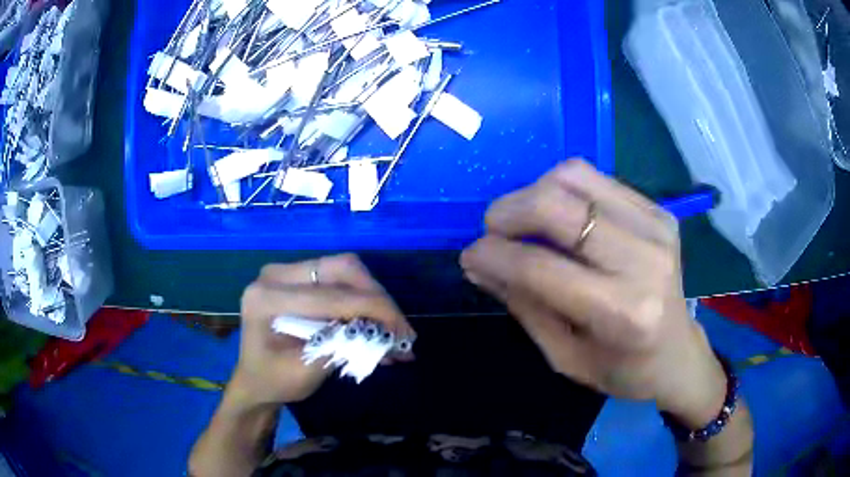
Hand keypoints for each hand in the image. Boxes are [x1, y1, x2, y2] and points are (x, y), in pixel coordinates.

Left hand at [228, 254, 412, 409]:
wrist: (254, 380)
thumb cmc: (273, 381)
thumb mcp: (304, 373)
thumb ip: (338, 349)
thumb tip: (381, 333)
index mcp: (267, 298)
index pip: (330, 295)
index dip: (373, 309)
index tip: (403, 332)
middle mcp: (276, 275)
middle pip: (340, 268)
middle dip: (377, 297)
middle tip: (400, 328)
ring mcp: (287, 273)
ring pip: (344, 271)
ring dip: (373, 298)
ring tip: (393, 330)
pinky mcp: (299, 278)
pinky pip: (339, 280)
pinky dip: (362, 300)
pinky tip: (376, 324)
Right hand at [461, 160, 726, 427]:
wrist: (677, 353)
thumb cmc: (622, 369)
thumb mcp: (564, 356)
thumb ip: (523, 305)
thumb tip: (479, 263)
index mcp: (622, 313)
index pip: (541, 267)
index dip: (493, 255)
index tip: (470, 256)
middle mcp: (644, 260)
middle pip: (558, 206)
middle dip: (508, 212)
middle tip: (492, 231)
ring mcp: (656, 226)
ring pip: (574, 177)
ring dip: (534, 192)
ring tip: (525, 221)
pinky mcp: (659, 210)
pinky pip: (595, 177)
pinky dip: (563, 188)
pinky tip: (559, 216)